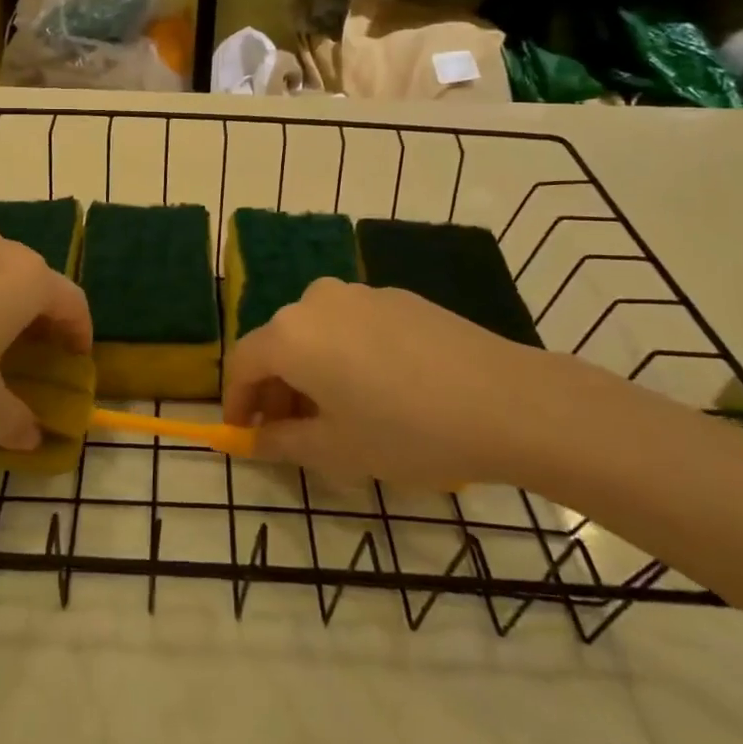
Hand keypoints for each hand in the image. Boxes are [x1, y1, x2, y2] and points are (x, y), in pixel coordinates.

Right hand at [221, 278, 586, 488]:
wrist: (505, 400)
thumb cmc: (407, 431)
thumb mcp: (337, 450)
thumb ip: (282, 442)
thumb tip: (254, 439)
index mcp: (291, 334)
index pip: (242, 362)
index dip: (237, 400)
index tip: (244, 432)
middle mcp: (316, 301)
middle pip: (278, 344)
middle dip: (276, 388)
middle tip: (291, 432)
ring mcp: (359, 293)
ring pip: (316, 332)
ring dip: (311, 370)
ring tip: (336, 413)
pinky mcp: (396, 297)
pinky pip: (351, 325)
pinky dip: (344, 354)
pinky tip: (378, 389)